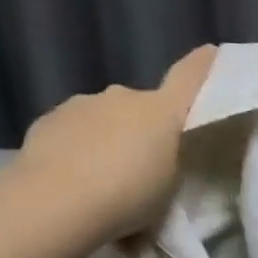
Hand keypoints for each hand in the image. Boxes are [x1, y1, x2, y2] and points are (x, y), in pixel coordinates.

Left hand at [8, 45, 216, 245]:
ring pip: (104, 117)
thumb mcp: (169, 189)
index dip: (203, 64)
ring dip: (107, 137)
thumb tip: (162, 156)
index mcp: (163, 111)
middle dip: (143, 127)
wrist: (52, 205)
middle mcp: (124, 96)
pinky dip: (76, 147)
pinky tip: (69, 178)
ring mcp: (82, 105)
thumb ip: (170, 164)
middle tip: (142, 165)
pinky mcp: (46, 120)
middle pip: (142, 105)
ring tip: (100, 178)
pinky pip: (72, 131)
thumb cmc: (128, 197)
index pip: (190, 76)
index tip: (211, 53)